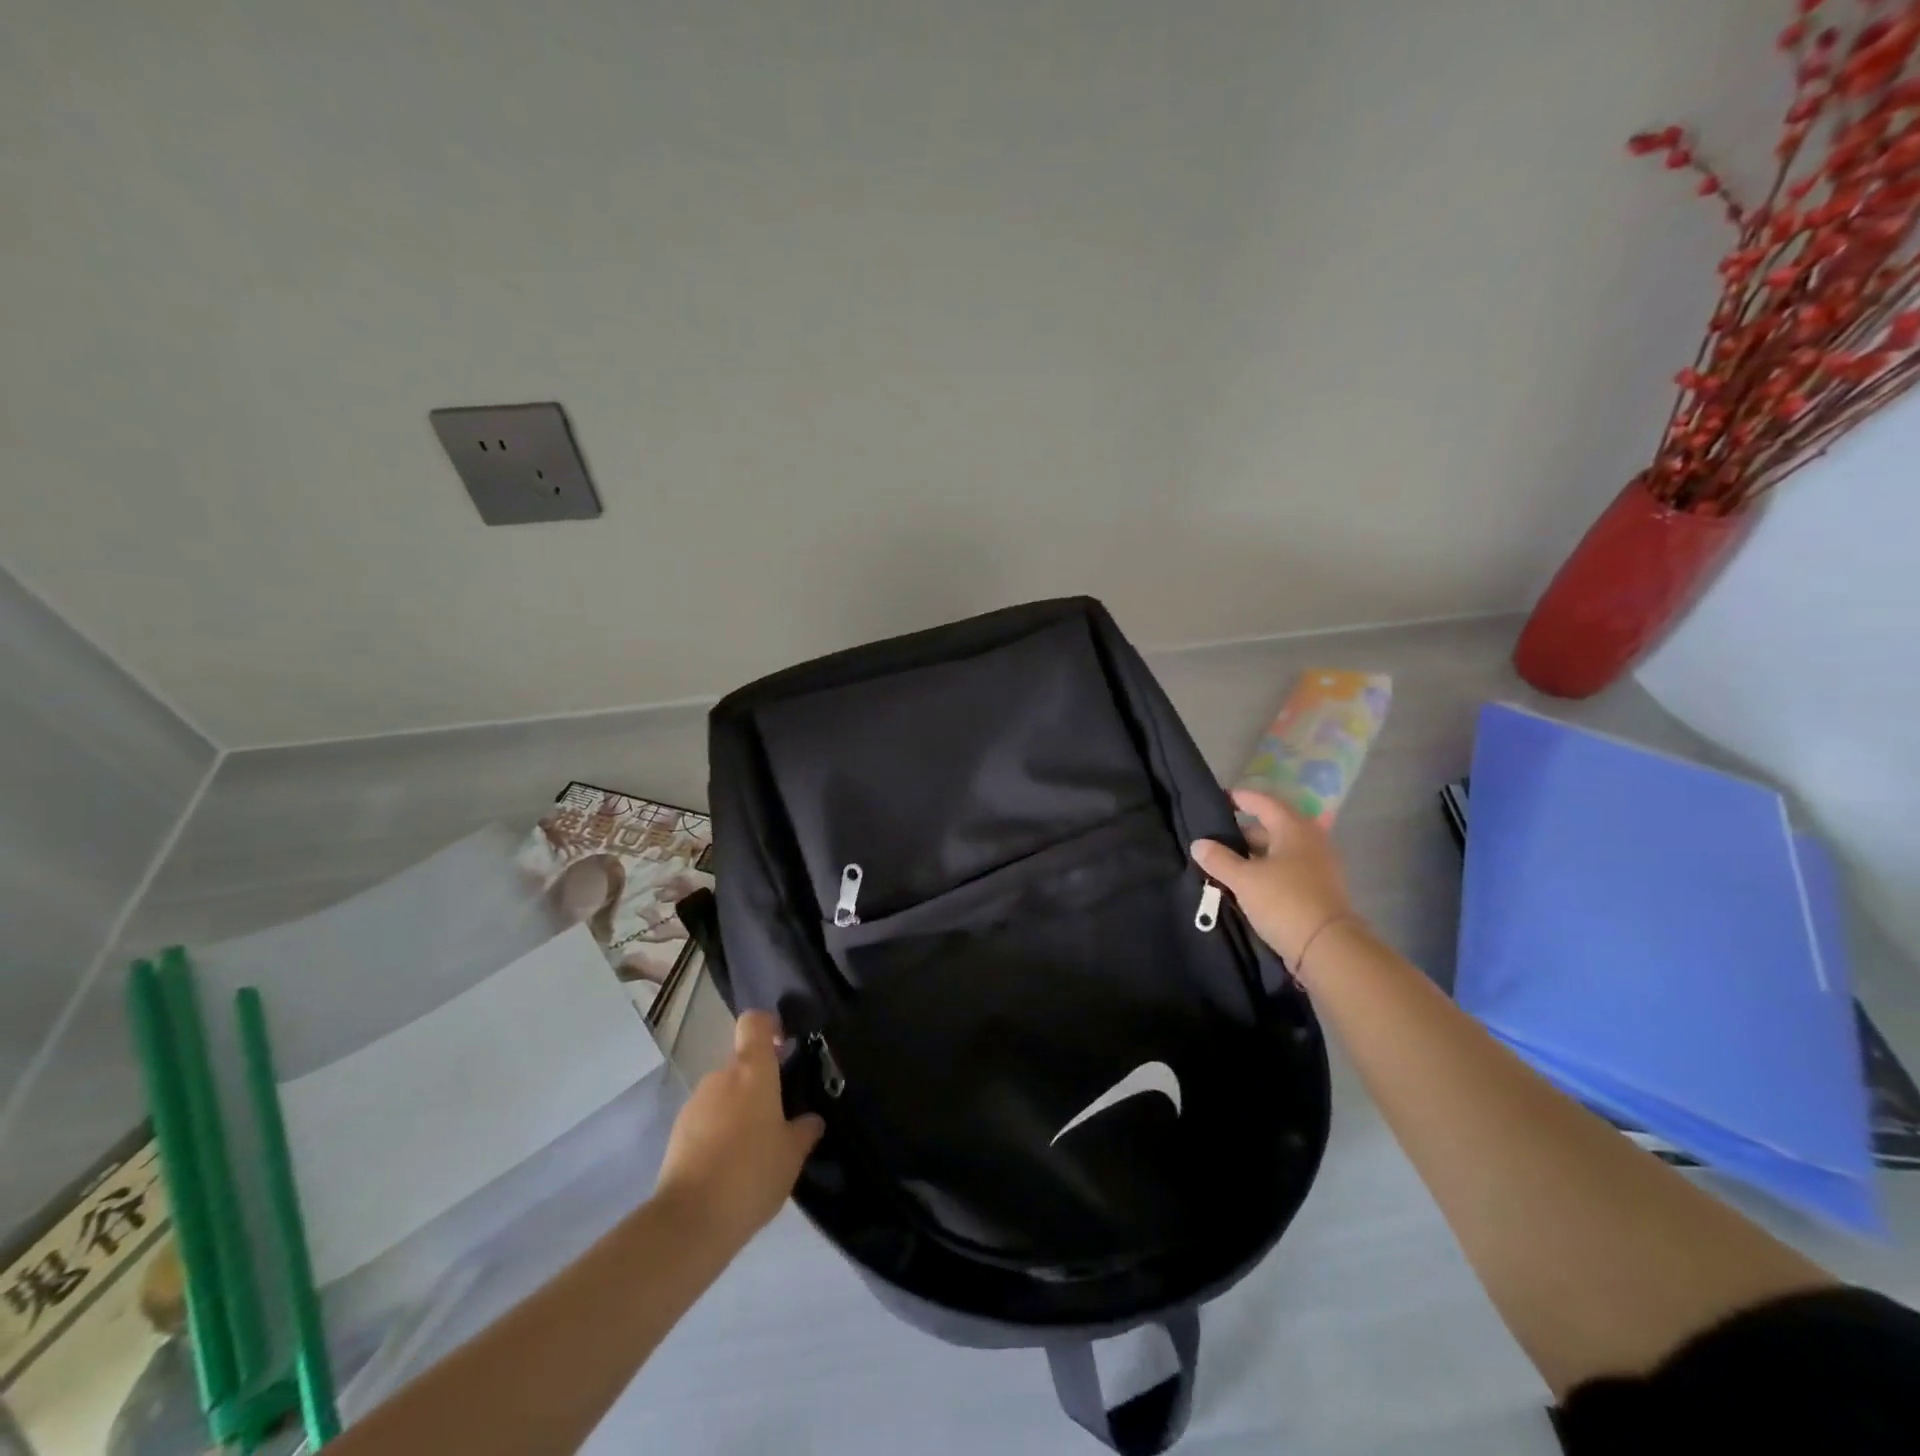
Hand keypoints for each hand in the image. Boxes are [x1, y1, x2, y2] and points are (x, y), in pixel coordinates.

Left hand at [655, 1011, 823, 1246]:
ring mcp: (695, 1103)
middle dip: (759, 1084)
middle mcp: (721, 1077)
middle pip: (742, 1064)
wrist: (690, 1221)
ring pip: (724, 1093)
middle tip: (777, 1117)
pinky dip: (719, 1132)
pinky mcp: (677, 1132)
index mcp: (752, 1071)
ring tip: (753, 1149)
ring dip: (738, 1110)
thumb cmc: (751, 1174)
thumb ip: (804, 1130)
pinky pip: (706, 1119)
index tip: (784, 1047)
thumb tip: (810, 1120)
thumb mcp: (792, 1155)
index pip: (755, 1023)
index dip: (769, 1026)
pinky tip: (729, 1167)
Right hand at [1191, 789, 1356, 976]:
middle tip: (1216, 838)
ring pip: (1279, 851)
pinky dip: (1267, 871)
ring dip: (1254, 855)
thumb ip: (1219, 859)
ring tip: (1227, 863)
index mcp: (1294, 829)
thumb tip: (1198, 844)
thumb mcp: (1244, 879)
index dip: (1241, 799)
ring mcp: (1318, 866)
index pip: (1264, 802)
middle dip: (1244, 831)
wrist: (1328, 948)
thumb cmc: (1284, 901)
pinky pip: (1287, 870)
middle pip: (1272, 827)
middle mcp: (1310, 841)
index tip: (1220, 799)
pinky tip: (1248, 883)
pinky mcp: (1319, 889)